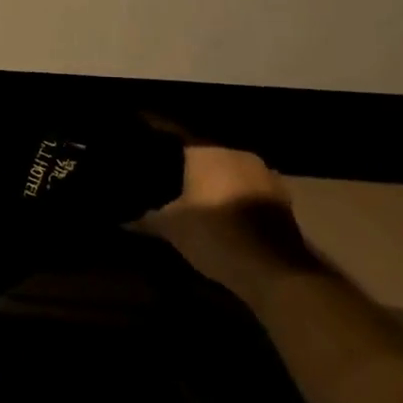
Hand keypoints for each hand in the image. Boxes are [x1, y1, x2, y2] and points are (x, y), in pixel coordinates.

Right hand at [138, 129, 317, 301]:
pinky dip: (235, 192)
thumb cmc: (215, 236)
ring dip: (214, 176)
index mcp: (206, 151)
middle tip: (167, 168)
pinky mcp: (281, 197)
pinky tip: (223, 207)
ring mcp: (263, 173)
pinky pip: (247, 185)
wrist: (276, 272)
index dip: (157, 132)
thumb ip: (146, 219)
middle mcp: (235, 152)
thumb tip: (122, 219)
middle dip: (186, 158)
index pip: (173, 131)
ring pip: (229, 166)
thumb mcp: (172, 229)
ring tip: (194, 189)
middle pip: (204, 148)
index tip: (142, 134)